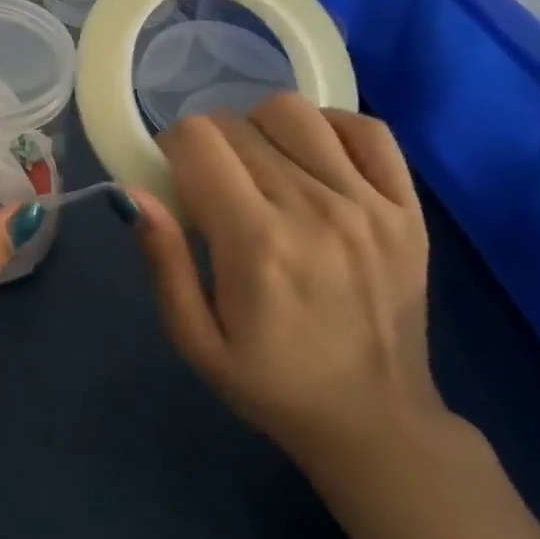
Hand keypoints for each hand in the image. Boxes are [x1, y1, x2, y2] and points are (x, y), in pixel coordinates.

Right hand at [120, 92, 442, 471]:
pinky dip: (332, 128)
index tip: (176, 180)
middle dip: (209, 144)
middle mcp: (314, 210)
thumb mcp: (195, 338)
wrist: (380, 427)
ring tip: (262, 166)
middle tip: (214, 186)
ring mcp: (369, 206)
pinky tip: (314, 158)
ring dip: (262, 128)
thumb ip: (163, 260)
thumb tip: (131, 191)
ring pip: (294, 111)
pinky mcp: (408, 211)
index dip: (172, 148)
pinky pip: (367, 129)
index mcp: (256, 242)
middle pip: (236, 123)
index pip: (196, 139)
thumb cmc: (273, 383)